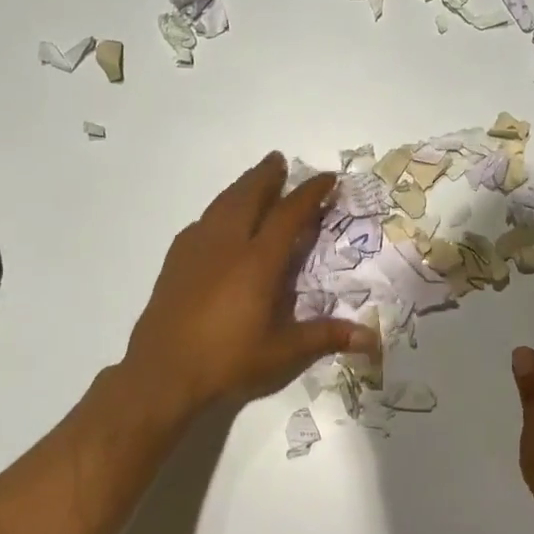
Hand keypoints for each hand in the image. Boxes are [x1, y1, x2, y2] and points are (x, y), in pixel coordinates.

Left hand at [120, 153, 378, 421]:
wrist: (161, 373)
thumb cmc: (227, 361)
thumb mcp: (283, 352)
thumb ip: (326, 337)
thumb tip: (372, 337)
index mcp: (258, 261)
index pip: (289, 214)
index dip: (310, 193)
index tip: (327, 178)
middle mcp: (227, 245)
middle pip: (248, 196)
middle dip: (267, 176)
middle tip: (280, 160)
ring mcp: (197, 250)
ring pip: (221, 204)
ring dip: (241, 187)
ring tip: (253, 179)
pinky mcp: (175, 261)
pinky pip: (202, 222)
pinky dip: (218, 210)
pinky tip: (218, 219)